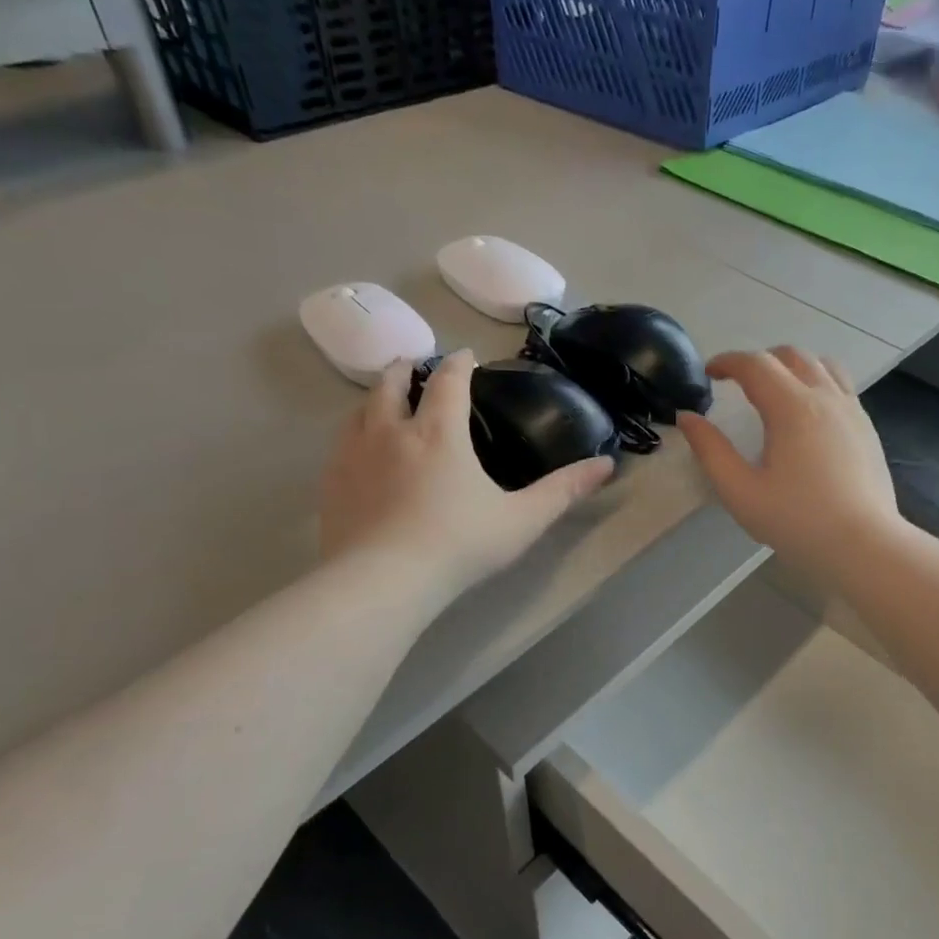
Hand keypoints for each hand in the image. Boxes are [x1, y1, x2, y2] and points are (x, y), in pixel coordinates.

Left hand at [318, 351, 613, 595]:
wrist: (383, 582)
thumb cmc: (459, 545)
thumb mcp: (522, 519)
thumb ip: (564, 490)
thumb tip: (607, 465)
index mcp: (439, 432)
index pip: (448, 381)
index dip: (460, 363)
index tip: (467, 356)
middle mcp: (392, 432)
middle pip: (391, 383)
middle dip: (405, 369)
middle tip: (415, 366)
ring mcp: (354, 456)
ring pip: (360, 410)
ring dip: (376, 398)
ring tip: (386, 402)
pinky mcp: (331, 484)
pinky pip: (341, 445)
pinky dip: (354, 434)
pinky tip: (361, 453)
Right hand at [679, 347, 899, 577]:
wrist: (864, 545)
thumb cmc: (798, 521)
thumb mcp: (741, 492)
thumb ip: (711, 451)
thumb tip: (688, 418)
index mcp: (792, 408)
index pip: (755, 364)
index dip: (727, 362)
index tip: (709, 374)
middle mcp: (825, 397)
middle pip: (790, 356)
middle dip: (759, 361)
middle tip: (737, 383)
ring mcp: (852, 410)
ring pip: (822, 364)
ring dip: (792, 366)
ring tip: (775, 390)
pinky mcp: (867, 427)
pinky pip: (841, 385)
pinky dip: (817, 382)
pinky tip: (807, 415)